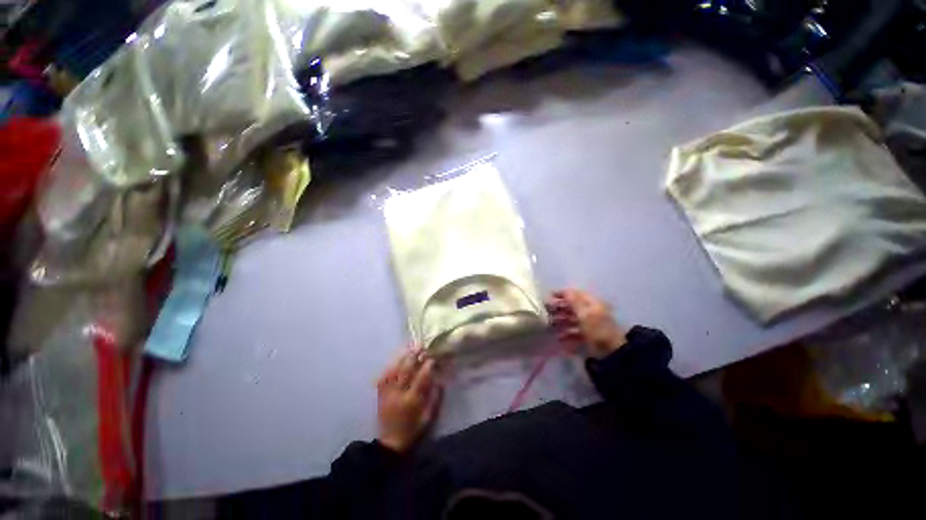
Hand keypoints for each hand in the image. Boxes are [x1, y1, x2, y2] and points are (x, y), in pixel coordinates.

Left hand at [376, 349, 441, 452]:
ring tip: (410, 346)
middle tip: (421, 345)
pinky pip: (385, 375)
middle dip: (414, 356)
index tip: (433, 357)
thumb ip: (435, 399)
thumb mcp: (428, 419)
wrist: (389, 443)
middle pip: (406, 370)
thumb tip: (440, 380)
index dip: (427, 366)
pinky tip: (397, 357)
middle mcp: (398, 394)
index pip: (421, 378)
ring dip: (403, 356)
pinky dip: (391, 364)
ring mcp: (388, 392)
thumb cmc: (412, 431)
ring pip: (394, 369)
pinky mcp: (381, 393)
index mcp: (411, 401)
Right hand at [547, 289, 625, 358]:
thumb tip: (565, 290)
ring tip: (549, 324)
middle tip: (546, 310)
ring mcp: (589, 325)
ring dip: (560, 321)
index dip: (563, 294)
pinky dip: (566, 334)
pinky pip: (574, 332)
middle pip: (573, 307)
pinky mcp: (587, 337)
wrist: (610, 353)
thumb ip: (573, 301)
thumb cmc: (597, 329)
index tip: (549, 295)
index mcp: (593, 304)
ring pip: (572, 319)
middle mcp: (591, 312)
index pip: (576, 294)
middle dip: (559, 308)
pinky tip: (558, 338)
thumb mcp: (584, 313)